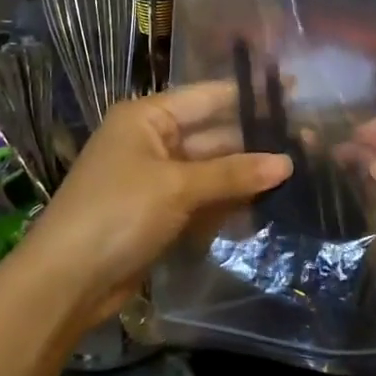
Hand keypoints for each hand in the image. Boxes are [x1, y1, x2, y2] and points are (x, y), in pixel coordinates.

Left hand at [10, 82, 290, 332]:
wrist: (66, 281)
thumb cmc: (117, 214)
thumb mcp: (177, 187)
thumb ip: (233, 173)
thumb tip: (287, 162)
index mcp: (147, 118)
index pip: (208, 97)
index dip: (250, 97)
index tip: (296, 93)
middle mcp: (153, 142)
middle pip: (214, 136)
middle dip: (255, 144)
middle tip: (309, 145)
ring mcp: (157, 180)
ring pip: (212, 172)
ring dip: (246, 177)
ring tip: (299, 175)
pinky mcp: (161, 214)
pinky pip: (203, 201)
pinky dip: (228, 205)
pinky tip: (266, 207)